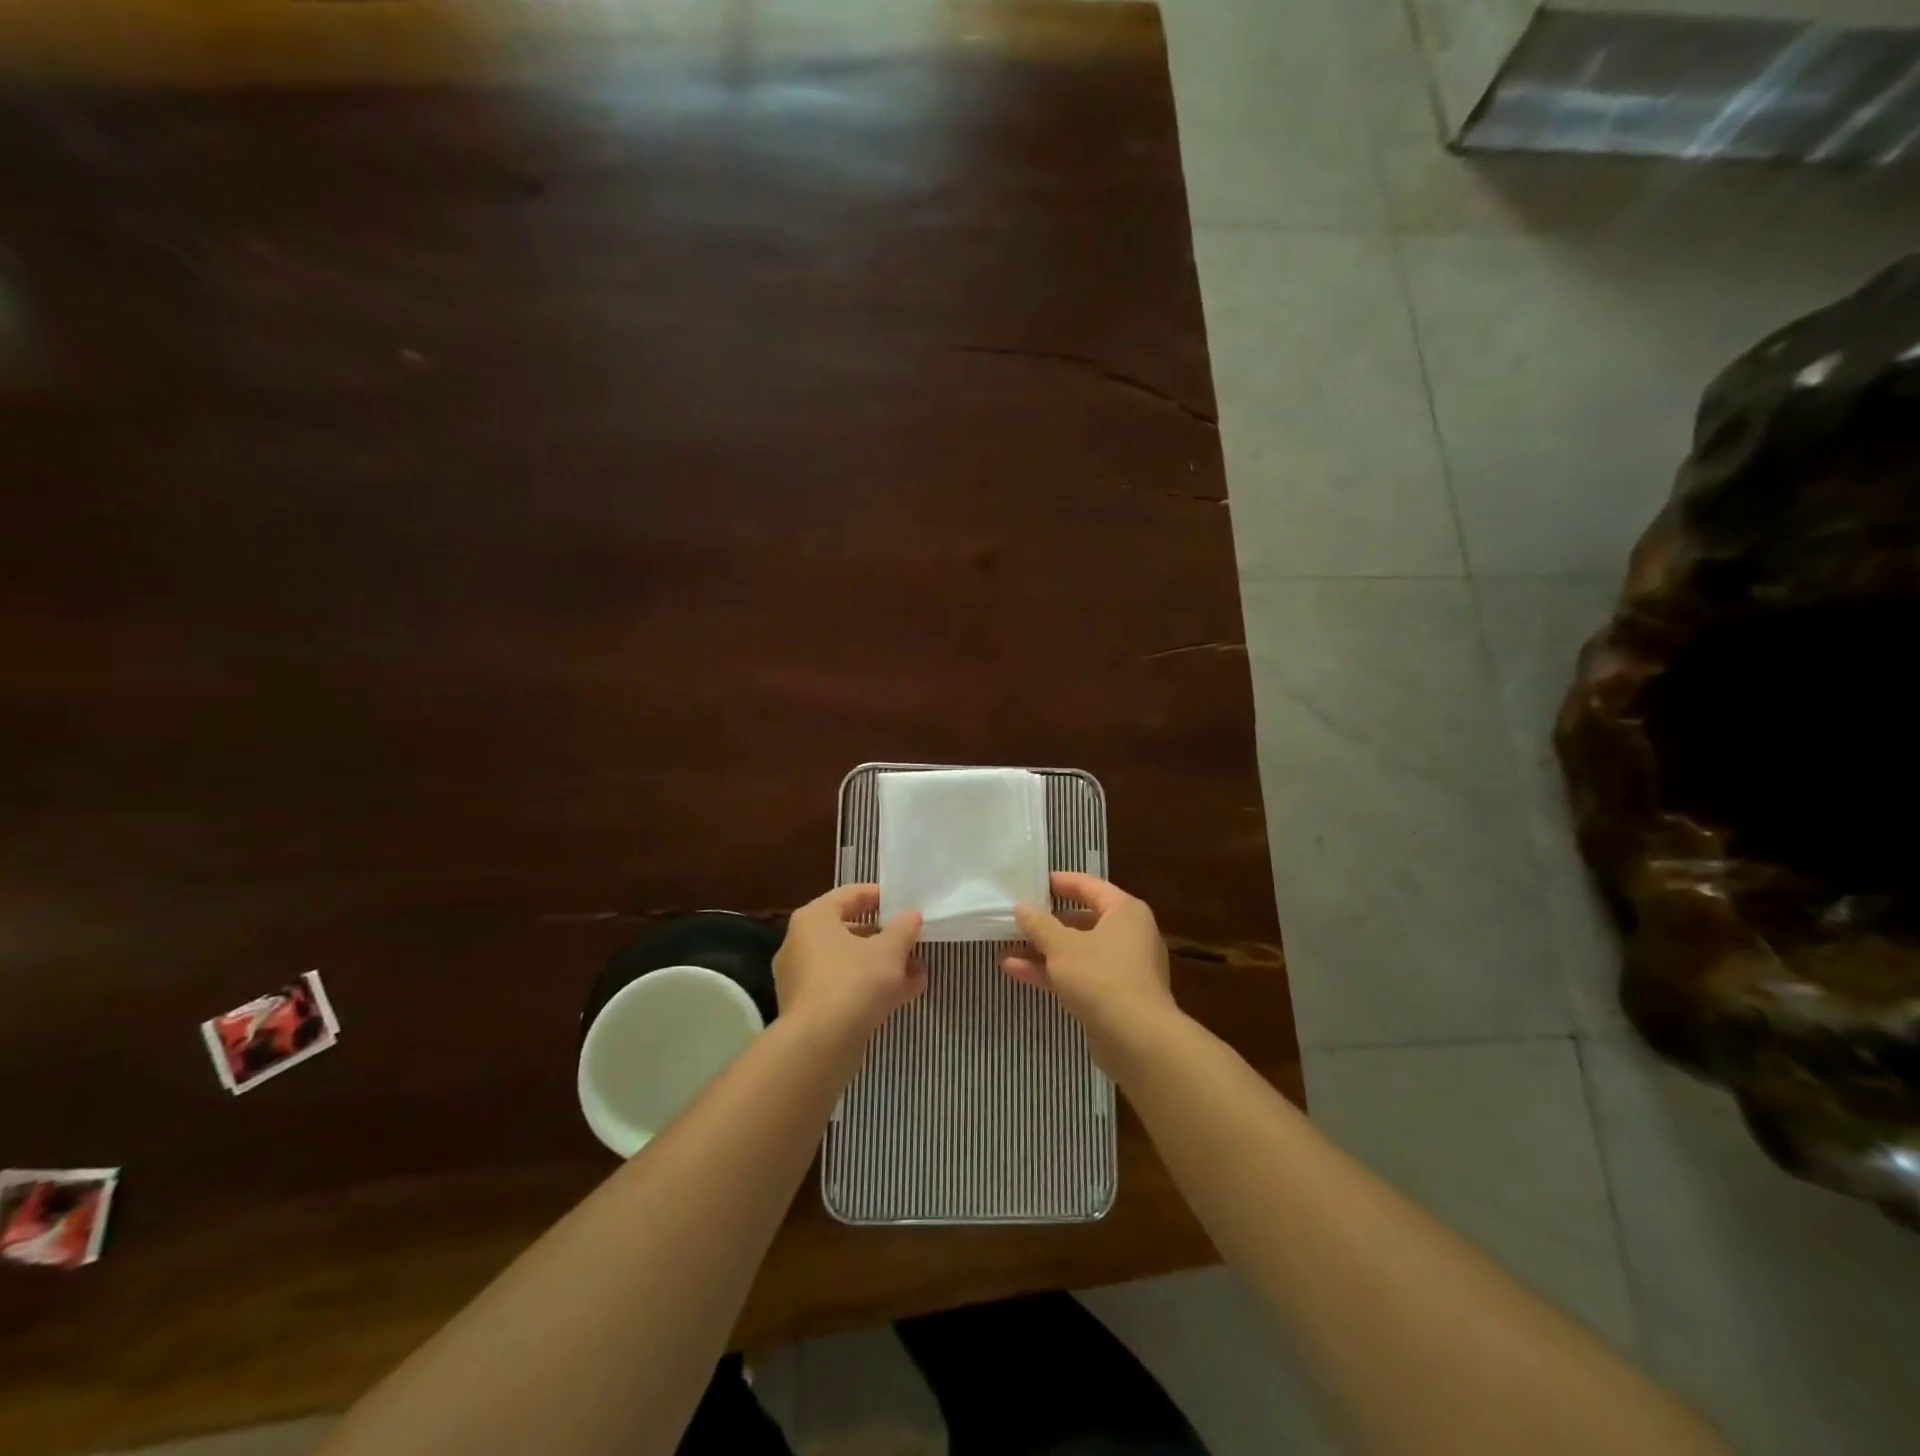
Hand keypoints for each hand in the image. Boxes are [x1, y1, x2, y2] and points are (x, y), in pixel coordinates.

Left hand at [775, 884, 924, 1040]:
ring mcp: (802, 978)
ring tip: (918, 972)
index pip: (850, 895)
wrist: (820, 1045)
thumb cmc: (853, 981)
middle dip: (886, 939)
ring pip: (849, 963)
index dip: (880, 897)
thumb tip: (911, 917)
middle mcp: (801, 943)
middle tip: (913, 942)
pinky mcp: (808, 1009)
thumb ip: (903, 929)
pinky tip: (904, 994)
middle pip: (850, 931)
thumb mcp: (889, 951)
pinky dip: (870, 988)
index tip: (905, 905)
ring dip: (883, 966)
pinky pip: (844, 988)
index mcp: (814, 918)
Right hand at [1003, 873, 1178, 1061]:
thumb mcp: (1062, 946)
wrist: (1137, 1040)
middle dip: (1047, 923)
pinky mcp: (1116, 996)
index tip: (1031, 882)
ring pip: (1078, 951)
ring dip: (1044, 950)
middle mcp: (1129, 934)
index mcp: (1124, 910)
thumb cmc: (1101, 976)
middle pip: (1083, 920)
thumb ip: (1039, 924)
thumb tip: (1022, 907)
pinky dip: (1053, 972)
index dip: (1059, 882)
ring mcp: (1124, 967)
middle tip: (1016, 919)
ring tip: (1006, 948)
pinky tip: (1017, 971)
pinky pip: (1081, 975)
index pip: (1088, 885)